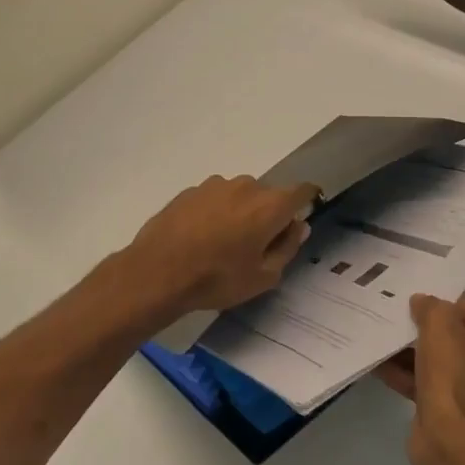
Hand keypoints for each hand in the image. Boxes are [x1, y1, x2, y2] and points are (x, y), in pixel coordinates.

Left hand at [118, 175, 319, 321]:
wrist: (157, 273)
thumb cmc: (218, 278)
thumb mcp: (263, 276)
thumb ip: (287, 248)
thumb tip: (299, 226)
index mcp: (271, 205)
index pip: (302, 191)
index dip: (306, 203)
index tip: (298, 221)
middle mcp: (247, 186)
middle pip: (268, 196)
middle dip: (268, 215)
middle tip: (256, 247)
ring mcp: (215, 185)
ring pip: (239, 196)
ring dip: (240, 213)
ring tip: (223, 244)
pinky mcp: (190, 191)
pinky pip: (214, 199)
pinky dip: (215, 213)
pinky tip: (200, 238)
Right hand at [378, 294, 464, 456]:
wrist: (449, 438)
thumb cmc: (453, 372)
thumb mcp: (439, 324)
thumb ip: (430, 306)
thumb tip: (422, 302)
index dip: (443, 307)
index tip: (419, 310)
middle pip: (457, 336)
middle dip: (426, 332)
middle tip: (400, 322)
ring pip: (443, 362)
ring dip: (413, 354)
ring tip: (385, 342)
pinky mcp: (459, 413)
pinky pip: (432, 385)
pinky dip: (409, 376)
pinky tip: (381, 367)